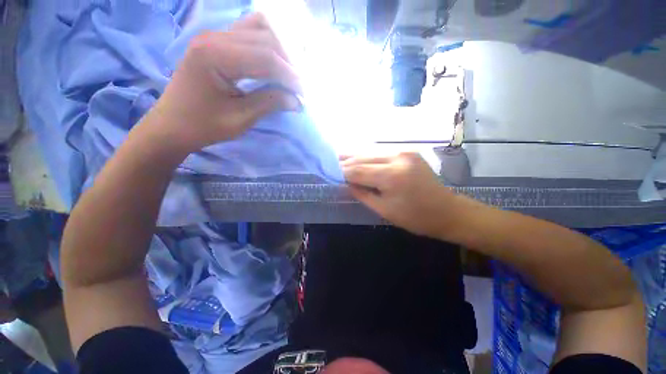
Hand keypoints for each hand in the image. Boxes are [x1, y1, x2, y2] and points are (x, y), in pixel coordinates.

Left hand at [147, 13, 301, 155]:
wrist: (172, 124)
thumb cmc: (203, 125)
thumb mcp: (240, 118)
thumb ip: (270, 103)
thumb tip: (297, 100)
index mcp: (215, 55)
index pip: (266, 57)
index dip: (290, 76)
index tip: (304, 94)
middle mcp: (214, 37)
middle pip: (266, 37)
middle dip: (288, 63)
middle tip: (298, 87)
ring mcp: (214, 36)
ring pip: (259, 28)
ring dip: (280, 50)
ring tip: (288, 74)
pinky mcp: (217, 42)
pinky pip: (249, 32)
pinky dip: (267, 45)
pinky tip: (273, 63)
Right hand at [342, 152, 465, 238]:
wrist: (447, 211)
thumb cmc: (415, 217)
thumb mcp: (384, 210)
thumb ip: (362, 194)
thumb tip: (346, 183)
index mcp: (391, 176)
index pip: (357, 170)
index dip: (342, 172)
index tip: (329, 172)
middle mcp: (397, 158)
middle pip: (363, 157)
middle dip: (346, 161)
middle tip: (331, 162)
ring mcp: (404, 152)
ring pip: (371, 151)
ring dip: (355, 156)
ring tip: (340, 157)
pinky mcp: (408, 151)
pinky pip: (381, 152)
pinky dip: (368, 156)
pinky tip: (359, 158)